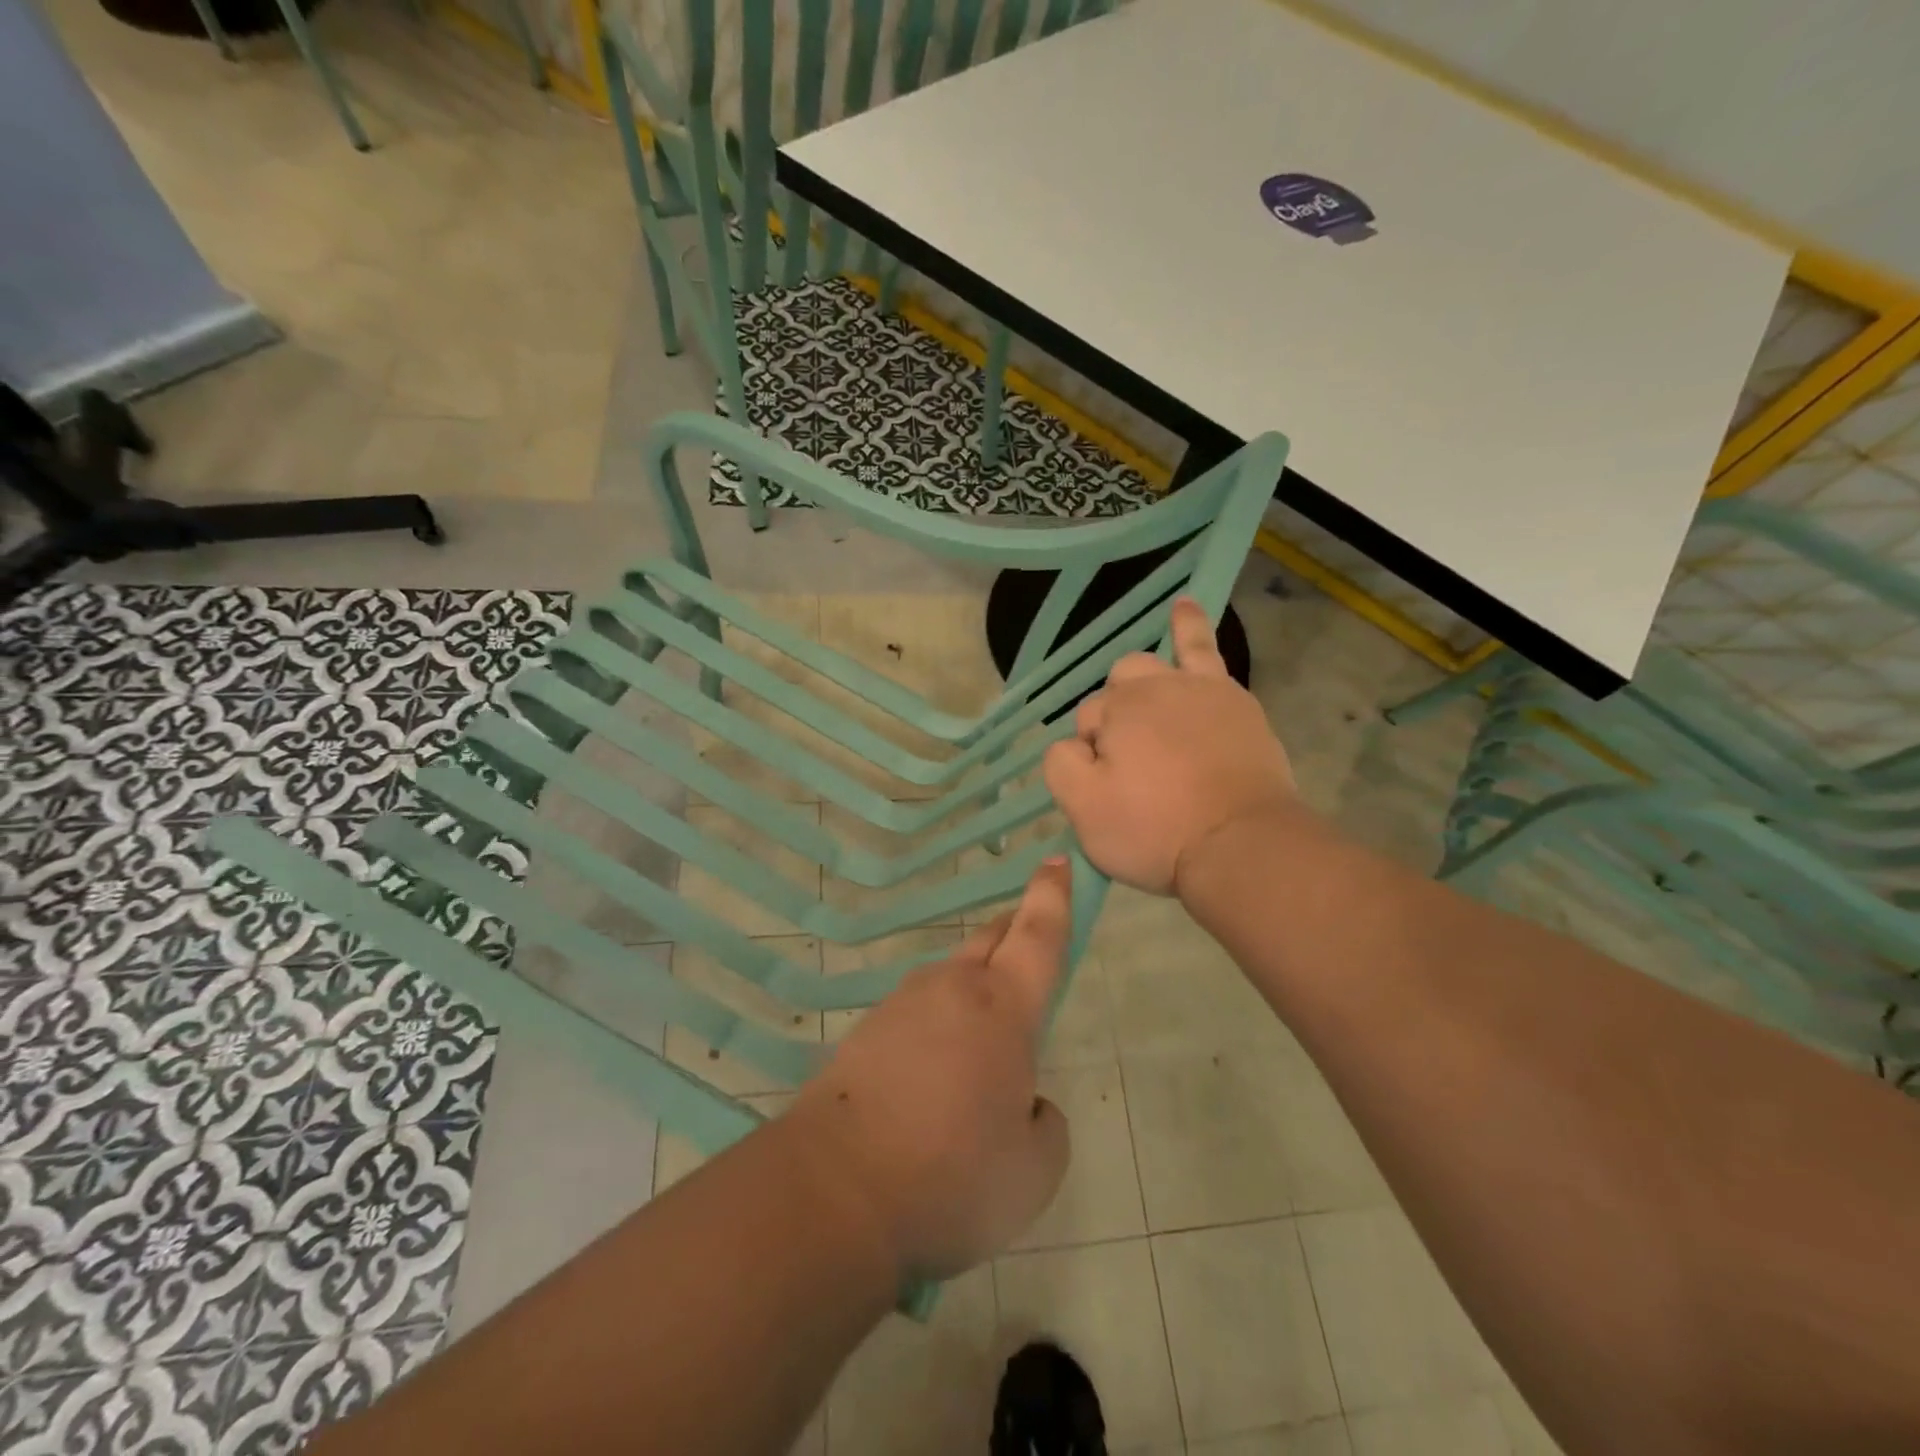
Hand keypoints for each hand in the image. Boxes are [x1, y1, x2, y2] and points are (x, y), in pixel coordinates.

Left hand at [787, 862, 1073, 1281]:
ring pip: (951, 977)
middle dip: (1015, 930)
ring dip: (974, 990)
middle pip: (991, 940)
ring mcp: (902, 1004)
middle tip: (1030, 942)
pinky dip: (936, 1027)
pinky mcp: (865, 1030)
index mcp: (1003, 1007)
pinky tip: (932, 1078)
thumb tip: (1025, 1105)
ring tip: (980, 1048)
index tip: (1057, 859)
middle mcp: (952, 988)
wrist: (834, 1190)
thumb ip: (1046, 1126)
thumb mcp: (1034, 1171)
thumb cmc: (952, 1175)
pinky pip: (917, 1012)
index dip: (1053, 895)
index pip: (1038, 934)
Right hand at [1044, 597, 1295, 895]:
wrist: (1242, 843)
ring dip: (1138, 676)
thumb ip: (1062, 765)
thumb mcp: (1085, 811)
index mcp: (1114, 713)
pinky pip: (1204, 649)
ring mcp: (1195, 689)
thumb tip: (1071, 744)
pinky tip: (1184, 606)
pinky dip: (1188, 625)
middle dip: (1113, 718)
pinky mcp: (1234, 700)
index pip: (1085, 723)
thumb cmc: (1158, 831)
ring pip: (1151, 664)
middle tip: (1131, 766)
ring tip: (1137, 692)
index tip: (1112, 790)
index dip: (1091, 755)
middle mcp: (1150, 689)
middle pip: (1116, 690)